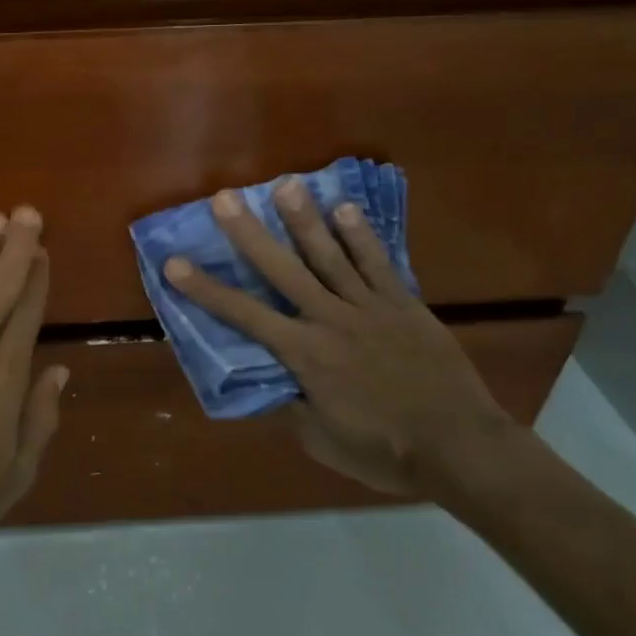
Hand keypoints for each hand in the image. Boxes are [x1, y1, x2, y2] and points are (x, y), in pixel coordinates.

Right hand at [163, 179, 515, 494]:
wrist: (460, 448)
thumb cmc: (384, 451)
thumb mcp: (322, 440)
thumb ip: (289, 406)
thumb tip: (265, 381)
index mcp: (304, 354)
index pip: (243, 314)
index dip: (205, 289)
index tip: (175, 264)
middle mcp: (329, 319)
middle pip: (282, 269)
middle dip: (249, 233)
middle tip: (225, 198)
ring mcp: (369, 307)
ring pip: (329, 256)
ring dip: (304, 220)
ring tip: (285, 185)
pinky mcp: (403, 304)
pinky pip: (378, 264)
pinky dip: (361, 236)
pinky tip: (345, 208)